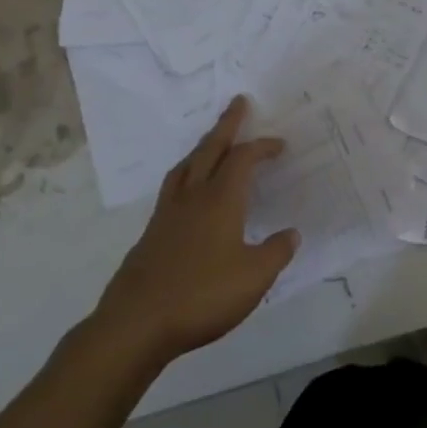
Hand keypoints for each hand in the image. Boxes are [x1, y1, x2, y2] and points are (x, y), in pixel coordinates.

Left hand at [92, 98, 297, 362]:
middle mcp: (193, 197)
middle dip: (226, 124)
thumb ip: (276, 252)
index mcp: (220, 200)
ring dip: (202, 147)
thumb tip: (292, 233)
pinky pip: (173, 189)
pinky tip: (189, 193)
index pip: (243, 159)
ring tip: (212, 141)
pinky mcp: (150, 235)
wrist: (135, 325)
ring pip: (186, 166)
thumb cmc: (201, 296)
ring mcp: (167, 214)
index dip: (262, 146)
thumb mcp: (254, 278)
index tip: (279, 144)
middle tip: (237, 102)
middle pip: (210, 149)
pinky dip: (187, 176)